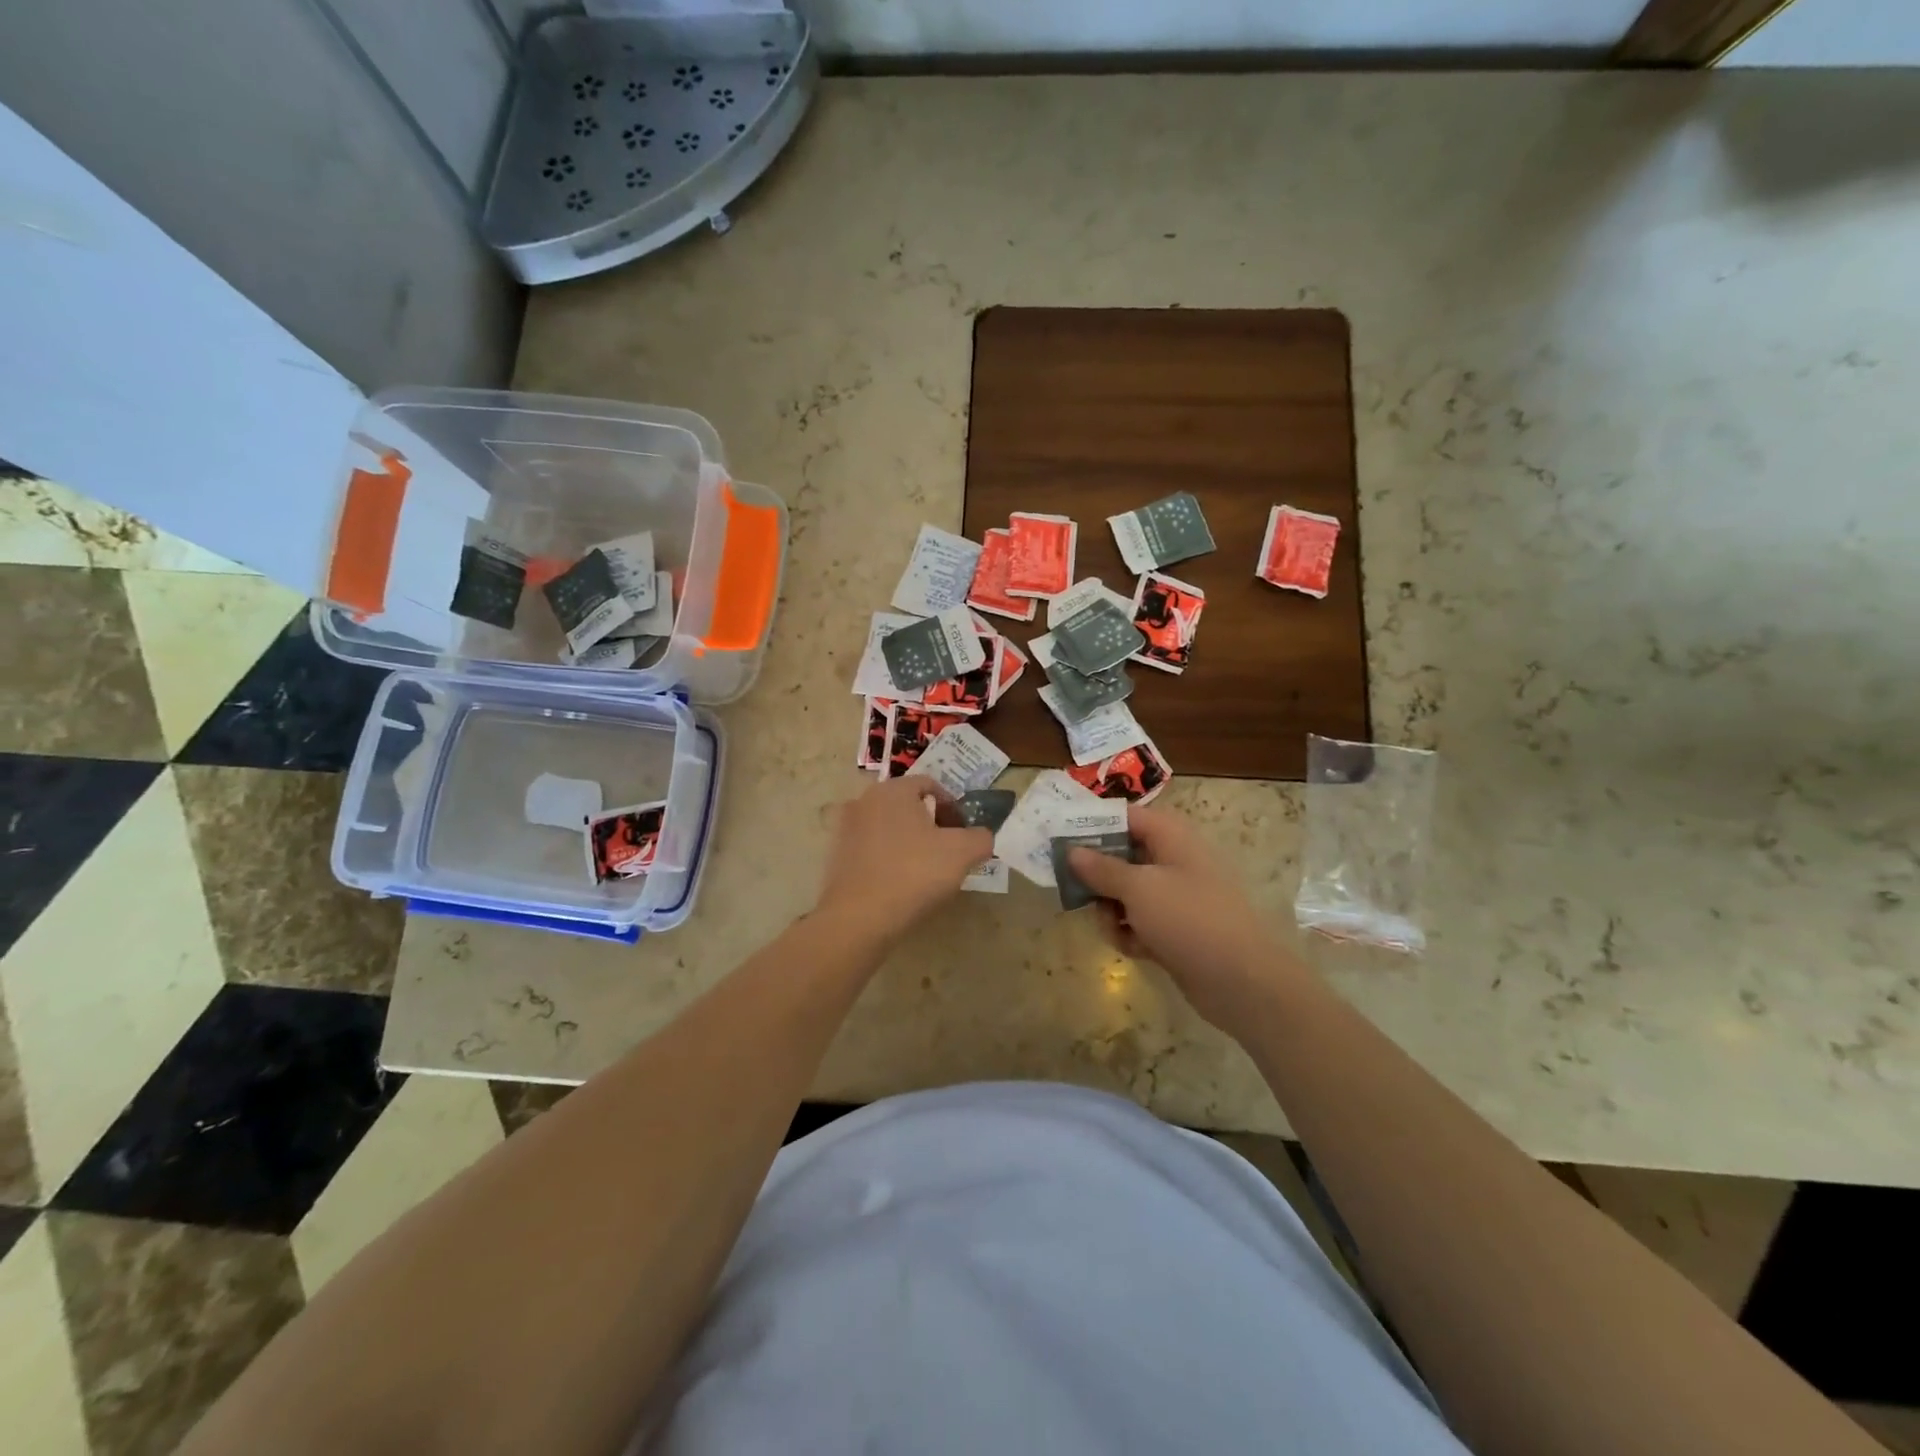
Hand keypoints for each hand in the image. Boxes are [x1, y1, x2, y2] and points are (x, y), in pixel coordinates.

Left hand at [816, 777, 993, 943]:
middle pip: (907, 805)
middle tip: (947, 852)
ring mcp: (845, 829)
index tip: (963, 833)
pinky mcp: (835, 857)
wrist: (859, 918)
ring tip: (923, 871)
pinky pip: (870, 850)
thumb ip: (981, 837)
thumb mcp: (963, 853)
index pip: (930, 785)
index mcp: (893, 790)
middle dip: (930, 824)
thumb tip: (981, 837)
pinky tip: (898, 884)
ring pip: (888, 828)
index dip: (952, 807)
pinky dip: (887, 859)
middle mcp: (864, 800)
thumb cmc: (914, 874)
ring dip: (908, 842)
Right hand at [1069, 805, 1300, 1031]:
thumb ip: (1101, 868)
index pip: (1126, 817)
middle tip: (1075, 890)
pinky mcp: (1176, 930)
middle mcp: (1175, 861)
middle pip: (1122, 855)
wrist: (1242, 981)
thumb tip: (1072, 851)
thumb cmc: (1189, 919)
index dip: (1093, 825)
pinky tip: (1132, 948)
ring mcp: (1177, 897)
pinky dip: (1131, 932)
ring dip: (1111, 910)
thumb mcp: (1138, 888)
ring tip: (1111, 927)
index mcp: (1172, 837)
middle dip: (1098, 876)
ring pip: (1127, 892)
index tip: (1060, 839)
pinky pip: (1140, 921)